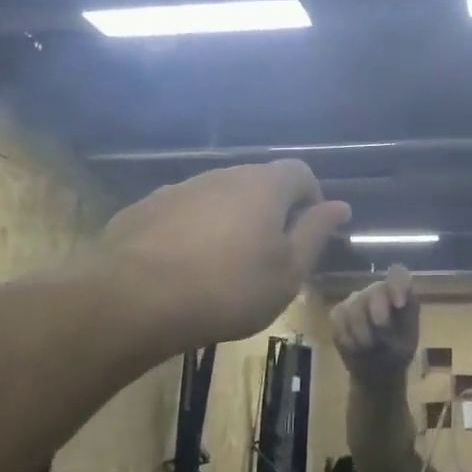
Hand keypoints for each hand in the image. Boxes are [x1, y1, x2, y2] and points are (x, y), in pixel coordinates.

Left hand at [96, 161, 349, 350]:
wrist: (132, 299)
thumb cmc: (228, 289)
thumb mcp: (287, 272)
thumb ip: (315, 234)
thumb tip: (340, 206)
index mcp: (263, 186)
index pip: (300, 172)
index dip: (312, 197)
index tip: (309, 232)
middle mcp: (221, 175)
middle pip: (257, 183)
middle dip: (271, 211)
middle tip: (271, 255)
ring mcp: (179, 189)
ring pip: (218, 198)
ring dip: (230, 222)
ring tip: (225, 266)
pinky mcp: (144, 209)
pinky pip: (183, 214)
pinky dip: (194, 232)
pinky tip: (185, 268)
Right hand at [329, 264, 419, 386]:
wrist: (376, 374)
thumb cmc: (397, 353)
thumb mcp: (409, 339)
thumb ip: (408, 316)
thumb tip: (400, 300)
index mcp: (400, 294)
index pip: (398, 274)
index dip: (397, 285)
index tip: (399, 305)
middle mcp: (378, 291)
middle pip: (375, 290)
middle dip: (378, 316)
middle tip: (381, 340)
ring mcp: (356, 300)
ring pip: (354, 306)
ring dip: (362, 333)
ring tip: (369, 347)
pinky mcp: (339, 312)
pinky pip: (339, 318)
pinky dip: (347, 337)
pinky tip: (354, 347)